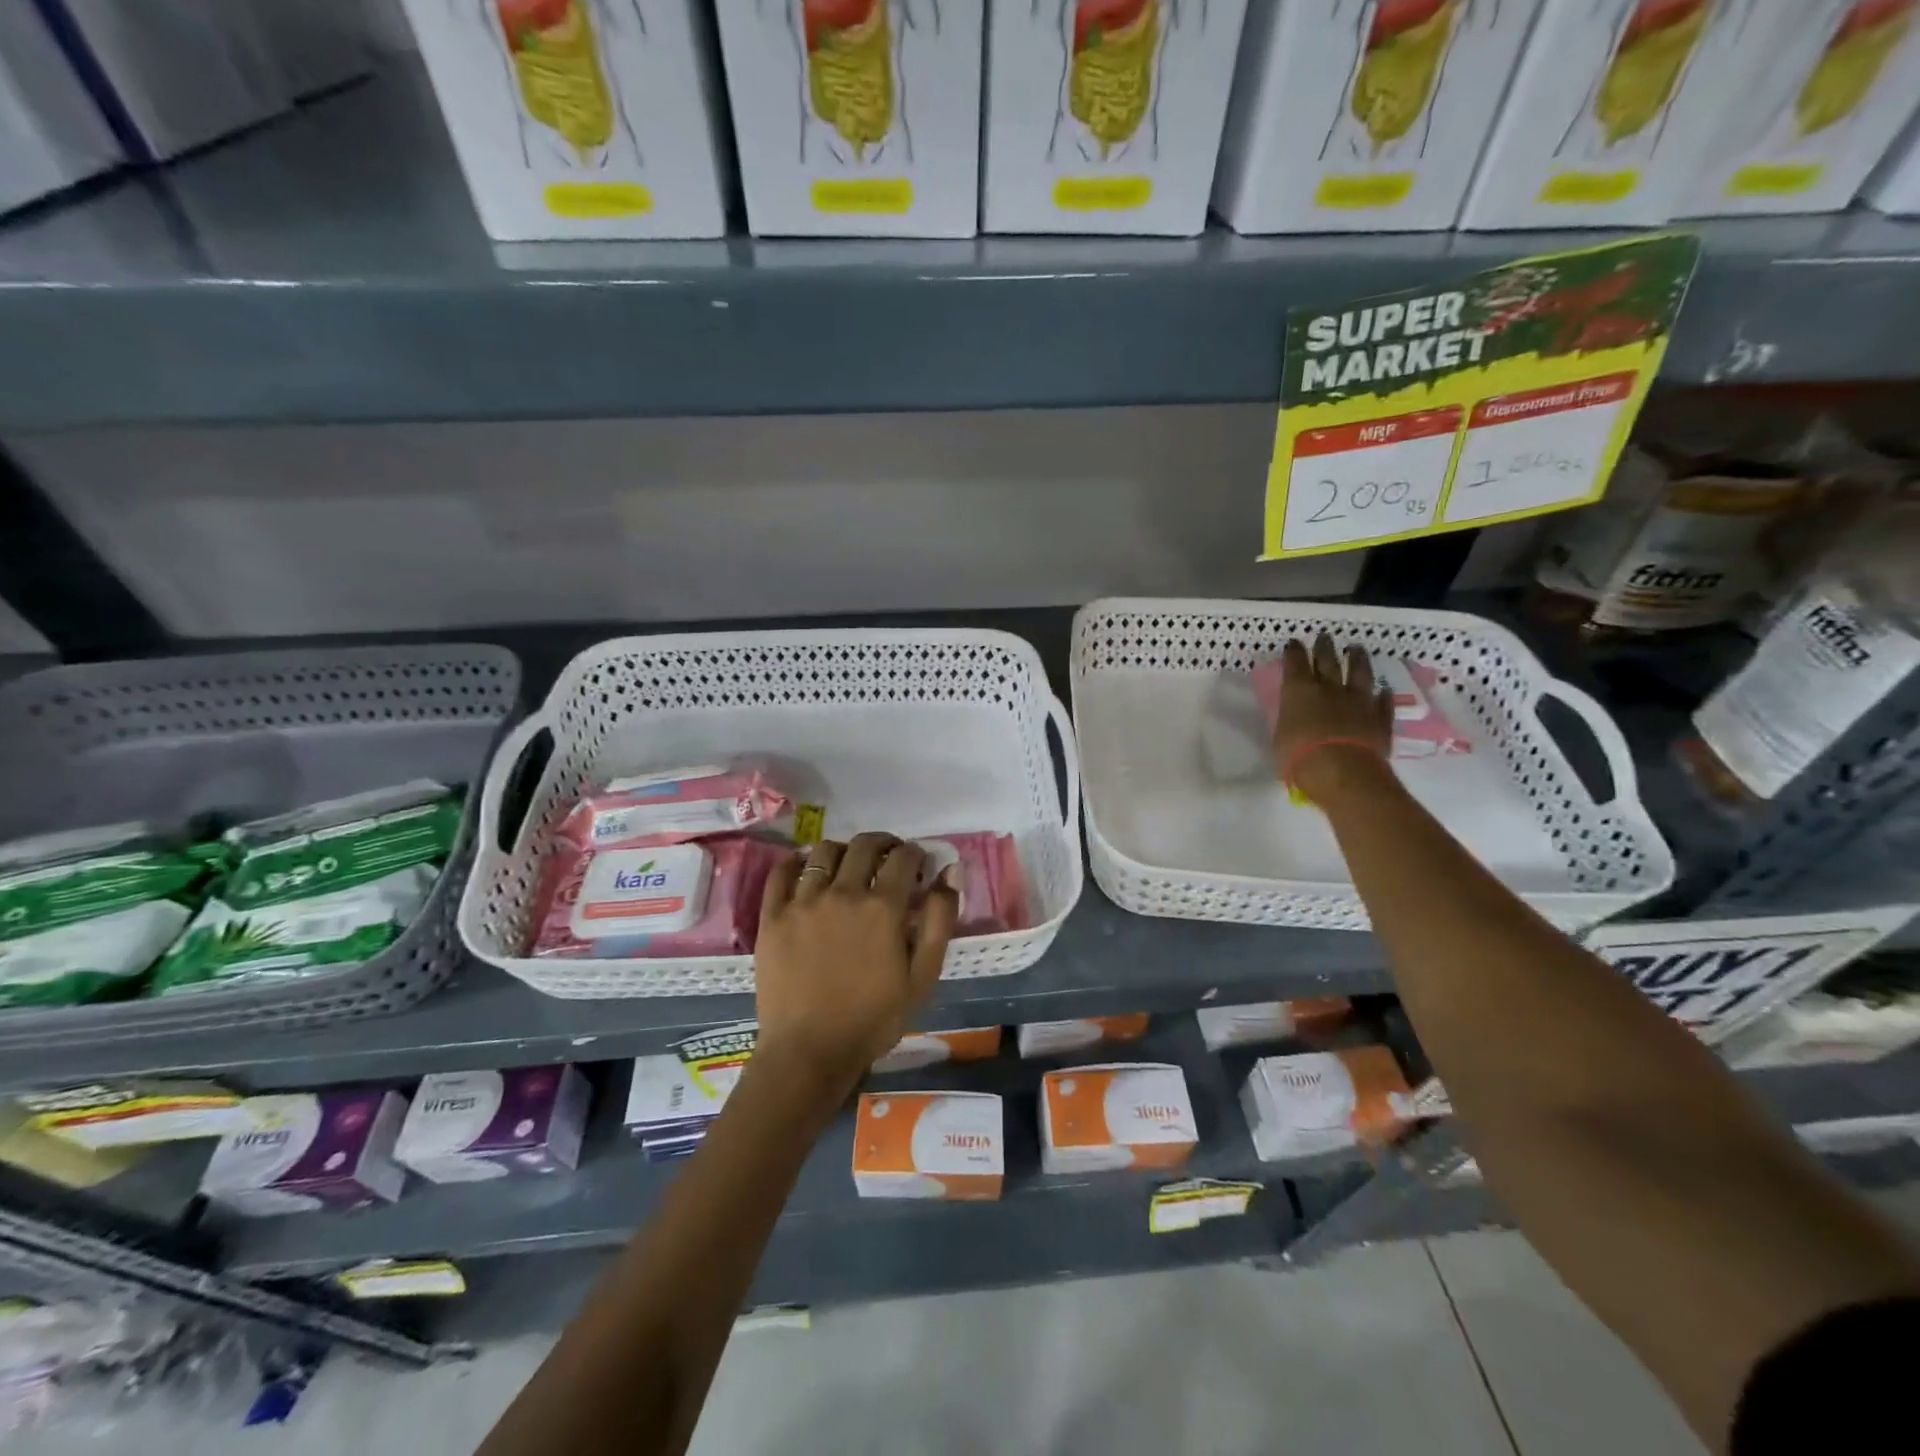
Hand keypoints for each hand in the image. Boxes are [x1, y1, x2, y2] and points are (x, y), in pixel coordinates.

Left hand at [750, 833, 959, 1106]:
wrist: (809, 1053)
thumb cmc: (874, 1019)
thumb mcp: (922, 977)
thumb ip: (939, 921)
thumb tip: (950, 872)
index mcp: (883, 907)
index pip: (904, 857)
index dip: (916, 854)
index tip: (918, 865)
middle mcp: (843, 892)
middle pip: (864, 845)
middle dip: (883, 844)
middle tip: (889, 857)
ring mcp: (803, 901)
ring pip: (823, 851)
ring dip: (843, 850)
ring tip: (848, 865)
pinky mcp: (773, 915)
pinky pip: (782, 872)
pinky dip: (796, 861)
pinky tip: (806, 868)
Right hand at [1272, 635, 1392, 802]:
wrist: (1342, 770)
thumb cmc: (1298, 756)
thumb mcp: (1281, 736)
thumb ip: (1290, 720)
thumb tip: (1295, 716)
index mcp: (1299, 691)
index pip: (1295, 664)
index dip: (1294, 652)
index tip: (1294, 642)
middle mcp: (1329, 689)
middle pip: (1328, 661)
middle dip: (1324, 647)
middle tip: (1324, 636)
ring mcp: (1359, 701)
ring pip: (1359, 673)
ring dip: (1358, 659)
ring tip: (1357, 648)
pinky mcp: (1380, 718)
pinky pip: (1382, 703)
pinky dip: (1382, 696)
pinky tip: (1383, 691)